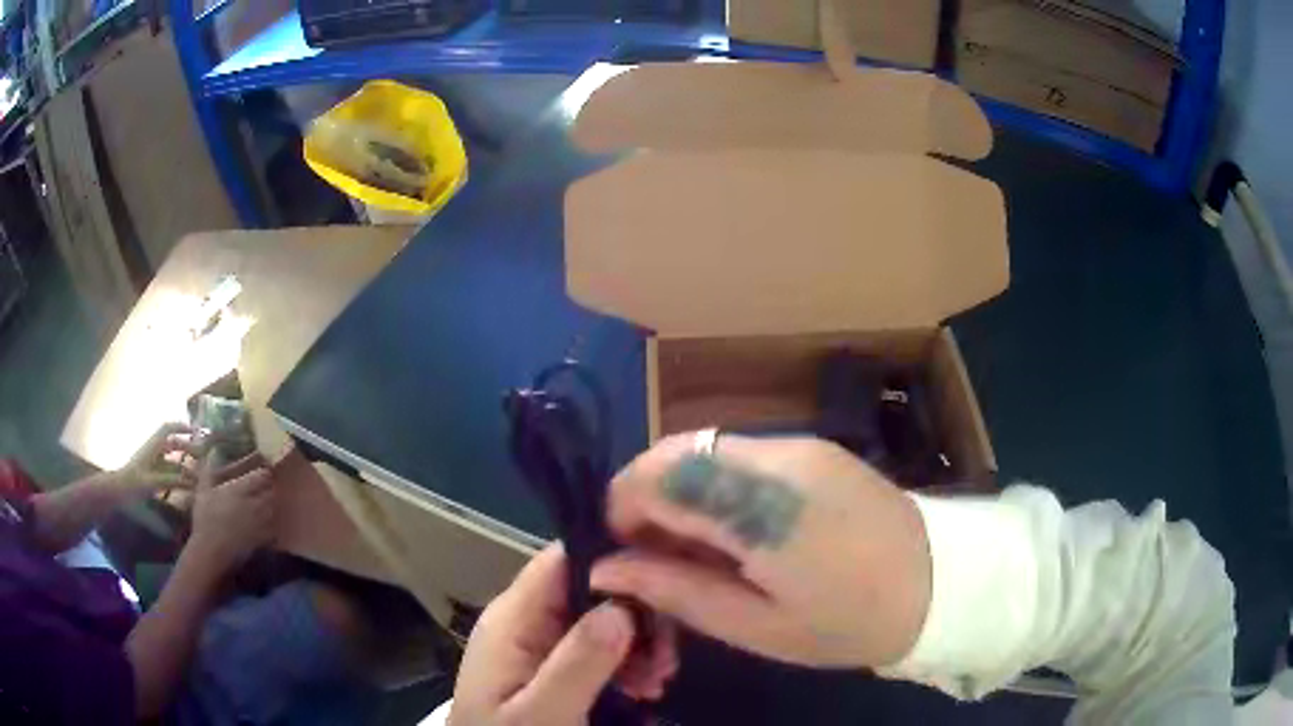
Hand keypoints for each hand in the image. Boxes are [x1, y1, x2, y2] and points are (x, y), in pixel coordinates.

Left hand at [113, 423, 201, 491]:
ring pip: (172, 460)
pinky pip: (168, 473)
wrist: (118, 492)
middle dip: (188, 448)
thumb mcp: (153, 483)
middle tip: (203, 457)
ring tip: (199, 478)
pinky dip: (179, 477)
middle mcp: (153, 451)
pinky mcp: (152, 476)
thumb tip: (192, 480)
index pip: (168, 429)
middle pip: (173, 444)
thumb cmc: (133, 484)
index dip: (182, 427)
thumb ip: (172, 480)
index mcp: (152, 446)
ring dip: (185, 467)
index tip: (197, 431)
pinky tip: (187, 487)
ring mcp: (152, 464)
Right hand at [186, 450, 275, 573]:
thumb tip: (210, 452)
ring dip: (272, 504)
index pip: (262, 476)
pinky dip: (272, 524)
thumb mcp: (203, 491)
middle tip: (264, 486)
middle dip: (269, 488)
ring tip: (265, 502)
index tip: (262, 469)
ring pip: (274, 509)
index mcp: (240, 489)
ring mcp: (259, 522)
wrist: (210, 550)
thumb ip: (207, 471)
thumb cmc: (205, 518)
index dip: (264, 472)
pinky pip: (274, 529)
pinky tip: (265, 522)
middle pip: (272, 491)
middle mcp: (253, 504)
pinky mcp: (261, 539)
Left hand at [450, 545, 677, 725]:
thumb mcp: (542, 714)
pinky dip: (624, 664)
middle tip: (666, 660)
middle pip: (590, 591)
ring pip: (599, 621)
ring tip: (657, 683)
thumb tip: (622, 607)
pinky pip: (595, 649)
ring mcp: (536, 643)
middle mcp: (524, 621)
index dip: (615, 564)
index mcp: (512, 620)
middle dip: (636, 619)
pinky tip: (643, 690)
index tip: (664, 592)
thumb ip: (576, 665)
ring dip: (636, 646)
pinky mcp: (548, 665)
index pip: (562, 561)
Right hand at [591, 433, 931, 668]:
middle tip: (660, 554)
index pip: (656, 477)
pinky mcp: (815, 447)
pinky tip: (739, 526)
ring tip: (701, 546)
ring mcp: (799, 445)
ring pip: (705, 448)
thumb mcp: (756, 626)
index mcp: (761, 509)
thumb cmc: (847, 622)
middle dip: (647, 495)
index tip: (628, 553)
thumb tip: (604, 568)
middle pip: (675, 450)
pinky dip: (717, 483)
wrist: (941, 582)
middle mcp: (775, 458)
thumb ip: (676, 590)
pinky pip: (741, 453)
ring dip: (682, 488)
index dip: (622, 508)